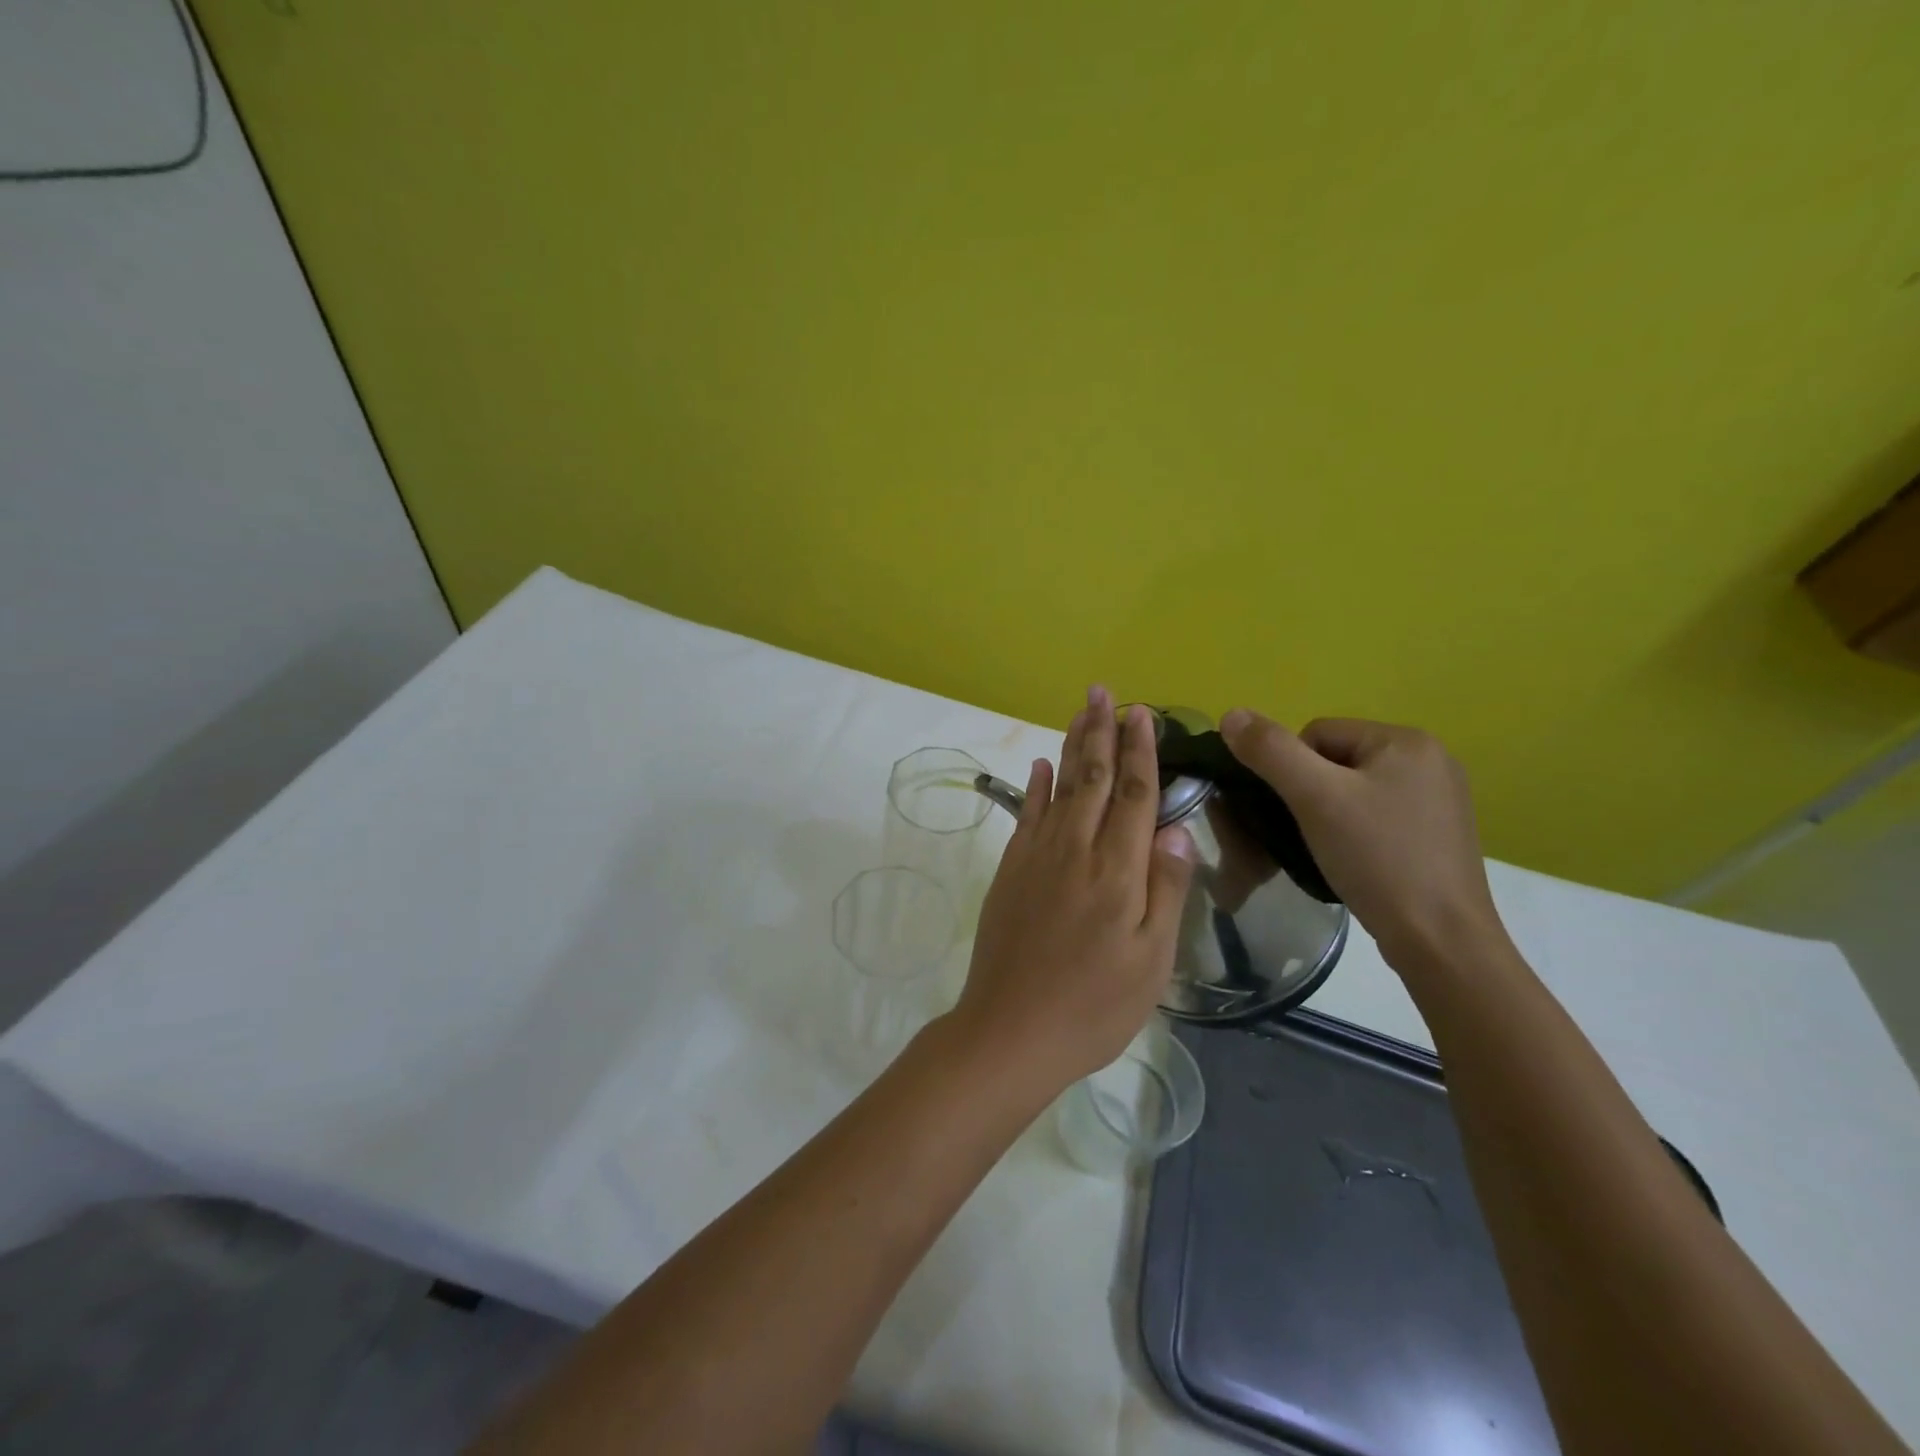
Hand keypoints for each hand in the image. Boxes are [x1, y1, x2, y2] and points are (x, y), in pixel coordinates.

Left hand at [951, 688, 1197, 1089]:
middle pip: (1094, 778)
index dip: (1141, 751)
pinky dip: (1036, 786)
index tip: (1142, 714)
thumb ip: (1165, 888)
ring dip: (1072, 746)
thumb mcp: (1151, 959)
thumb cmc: (1094, 1004)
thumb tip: (1176, 828)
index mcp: (1118, 869)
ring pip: (1060, 787)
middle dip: (1101, 732)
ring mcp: (1037, 856)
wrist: (1011, 1029)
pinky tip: (1042, 765)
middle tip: (1104, 692)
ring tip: (1081, 712)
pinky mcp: (1011, 870)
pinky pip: (1027, 814)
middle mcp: (1076, 849)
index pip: (1136, 795)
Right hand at [1219, 711, 1508, 972]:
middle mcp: (1431, 760)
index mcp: (1407, 740)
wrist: (1440, 940)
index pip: (1318, 734)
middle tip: (1311, 834)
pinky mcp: (1439, 834)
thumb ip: (1270, 751)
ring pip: (1354, 790)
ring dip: (1331, 814)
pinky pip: (1378, 816)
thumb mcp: (1314, 798)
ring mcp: (1440, 799)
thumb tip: (1230, 714)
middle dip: (1313, 794)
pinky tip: (1357, 861)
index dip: (1292, 771)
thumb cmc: (1378, 858)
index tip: (1298, 812)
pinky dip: (1357, 833)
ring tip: (1331, 851)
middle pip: (1336, 760)